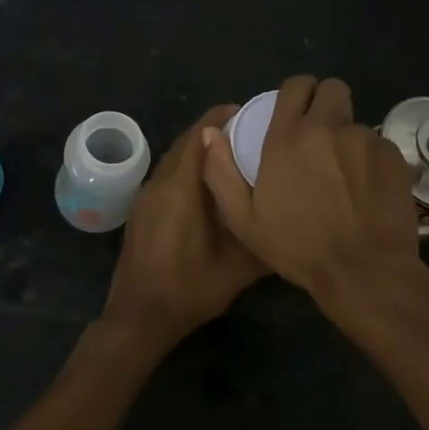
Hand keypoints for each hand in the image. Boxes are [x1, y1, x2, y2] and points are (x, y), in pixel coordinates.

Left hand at [103, 105, 267, 354]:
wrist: (139, 318)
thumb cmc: (189, 289)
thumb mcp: (239, 267)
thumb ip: (263, 235)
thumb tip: (289, 213)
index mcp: (181, 188)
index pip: (199, 135)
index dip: (222, 117)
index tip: (250, 111)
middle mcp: (160, 183)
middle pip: (186, 142)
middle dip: (214, 129)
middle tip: (248, 131)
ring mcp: (146, 196)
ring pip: (175, 158)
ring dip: (200, 149)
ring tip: (233, 154)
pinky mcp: (142, 210)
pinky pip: (168, 174)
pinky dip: (188, 167)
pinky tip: (209, 186)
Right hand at [200, 75, 419, 300]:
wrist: (363, 270)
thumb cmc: (299, 248)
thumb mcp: (244, 220)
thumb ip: (221, 172)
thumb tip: (211, 132)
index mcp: (288, 137)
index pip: (296, 86)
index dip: (296, 95)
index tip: (294, 112)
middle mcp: (328, 127)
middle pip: (332, 88)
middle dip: (325, 103)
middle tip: (320, 134)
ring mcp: (365, 139)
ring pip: (355, 121)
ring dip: (347, 137)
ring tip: (344, 173)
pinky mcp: (393, 156)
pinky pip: (379, 145)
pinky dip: (371, 159)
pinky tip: (367, 189)